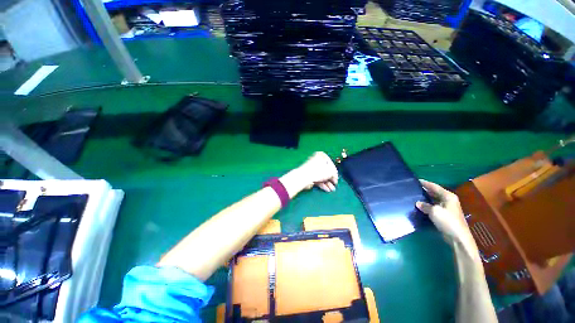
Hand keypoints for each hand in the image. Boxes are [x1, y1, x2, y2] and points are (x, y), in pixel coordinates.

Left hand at [280, 152, 338, 196]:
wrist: (304, 177)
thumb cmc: (319, 171)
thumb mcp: (331, 171)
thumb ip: (334, 174)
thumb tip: (334, 177)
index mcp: (321, 155)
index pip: (330, 163)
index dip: (335, 172)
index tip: (336, 178)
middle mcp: (316, 160)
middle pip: (325, 170)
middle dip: (331, 179)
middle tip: (335, 185)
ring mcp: (311, 168)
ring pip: (321, 176)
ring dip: (327, 183)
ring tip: (332, 190)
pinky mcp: (308, 175)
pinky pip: (317, 179)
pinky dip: (322, 184)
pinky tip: (327, 189)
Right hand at [416, 180, 478, 255]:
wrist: (458, 238)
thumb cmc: (448, 221)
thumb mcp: (434, 211)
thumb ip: (425, 205)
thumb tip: (418, 203)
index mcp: (448, 196)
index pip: (435, 186)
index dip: (425, 183)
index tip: (416, 180)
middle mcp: (449, 200)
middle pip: (435, 192)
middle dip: (425, 191)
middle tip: (414, 188)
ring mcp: (448, 208)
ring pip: (434, 200)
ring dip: (426, 199)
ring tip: (415, 197)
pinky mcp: (445, 215)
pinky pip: (434, 207)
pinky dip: (428, 206)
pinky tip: (421, 207)